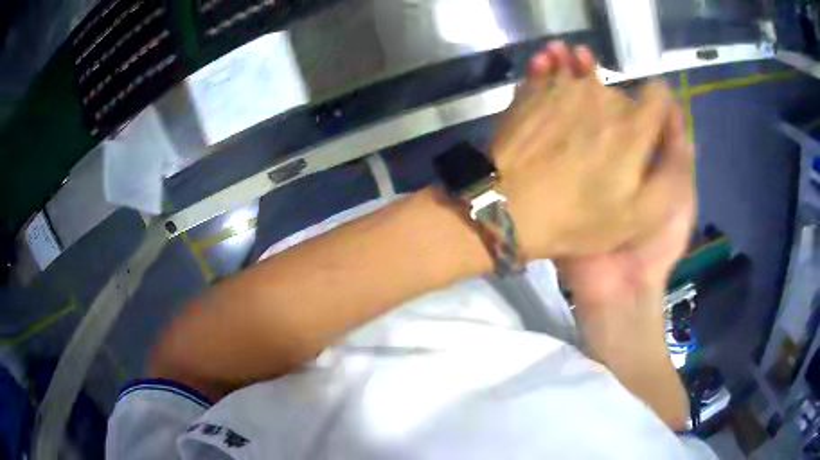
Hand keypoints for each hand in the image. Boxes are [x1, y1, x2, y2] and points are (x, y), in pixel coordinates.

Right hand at [527, 45, 697, 306]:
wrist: (620, 289)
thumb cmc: (658, 243)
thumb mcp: (680, 194)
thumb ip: (677, 152)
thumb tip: (670, 103)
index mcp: (639, 159)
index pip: (629, 112)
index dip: (618, 87)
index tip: (602, 64)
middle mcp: (612, 159)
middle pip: (600, 115)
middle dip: (587, 84)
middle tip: (570, 57)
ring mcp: (585, 171)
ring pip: (577, 127)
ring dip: (567, 97)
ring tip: (552, 66)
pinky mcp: (564, 185)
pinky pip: (558, 152)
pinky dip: (549, 124)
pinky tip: (539, 98)